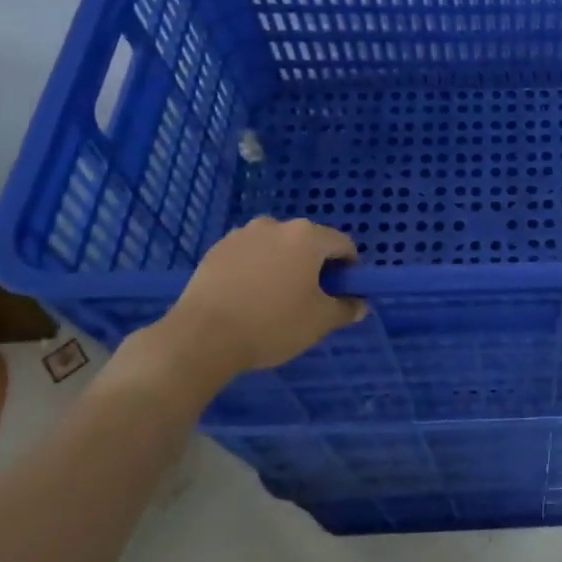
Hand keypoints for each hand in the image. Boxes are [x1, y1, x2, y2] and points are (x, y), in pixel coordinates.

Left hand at [130, 218, 365, 405]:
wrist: (202, 336)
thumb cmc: (271, 324)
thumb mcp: (319, 322)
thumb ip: (345, 309)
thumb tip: (360, 305)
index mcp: (308, 237)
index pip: (343, 244)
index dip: (349, 268)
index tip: (342, 292)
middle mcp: (277, 225)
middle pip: (309, 241)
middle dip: (315, 264)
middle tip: (310, 297)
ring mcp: (243, 234)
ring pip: (277, 246)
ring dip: (284, 263)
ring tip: (275, 296)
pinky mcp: (218, 248)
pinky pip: (250, 253)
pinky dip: (257, 267)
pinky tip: (248, 295)